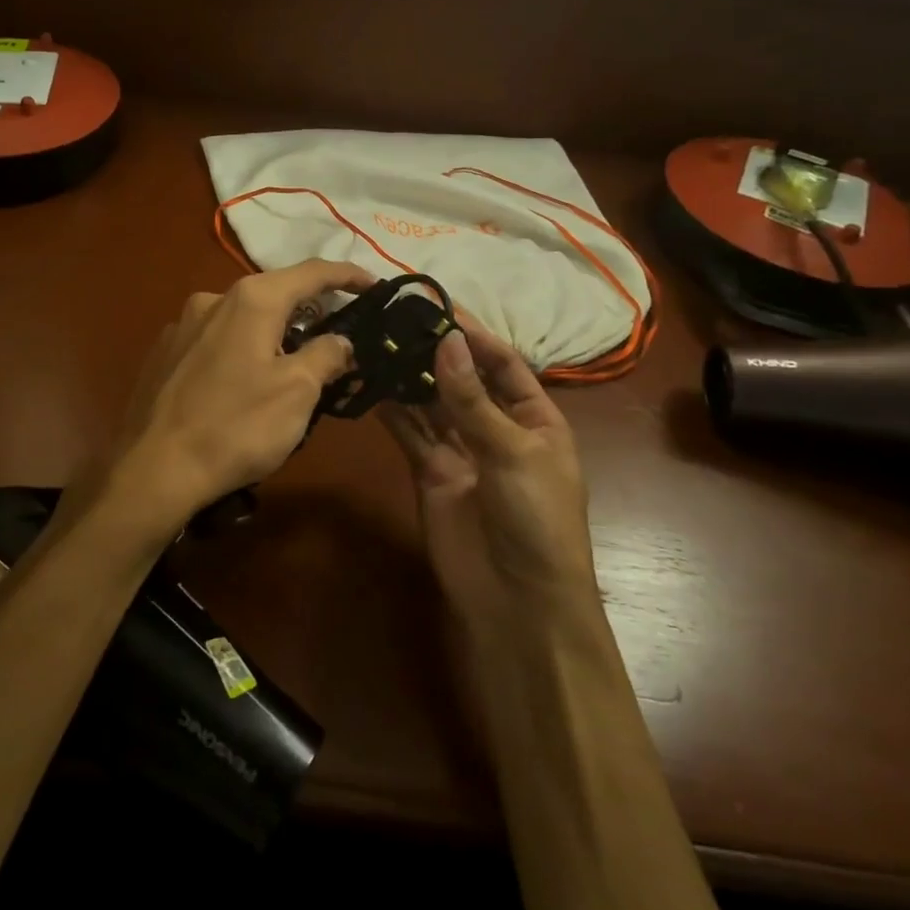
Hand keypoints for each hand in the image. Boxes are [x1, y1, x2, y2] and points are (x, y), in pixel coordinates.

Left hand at [92, 259, 375, 545]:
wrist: (153, 469)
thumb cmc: (236, 426)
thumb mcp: (298, 392)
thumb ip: (326, 355)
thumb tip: (340, 339)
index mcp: (251, 299)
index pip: (312, 272)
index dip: (348, 275)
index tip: (375, 286)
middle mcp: (213, 299)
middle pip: (275, 293)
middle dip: (310, 310)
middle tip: (338, 336)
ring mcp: (182, 325)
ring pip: (243, 318)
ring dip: (273, 333)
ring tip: (291, 367)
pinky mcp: (164, 353)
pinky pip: (216, 340)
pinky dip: (240, 350)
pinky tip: (242, 384)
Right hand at [381, 320, 594, 618]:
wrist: (518, 603)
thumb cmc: (537, 519)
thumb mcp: (513, 452)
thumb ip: (473, 399)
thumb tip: (447, 340)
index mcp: (536, 419)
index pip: (503, 365)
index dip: (474, 336)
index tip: (438, 307)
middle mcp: (497, 429)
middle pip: (464, 381)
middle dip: (436, 353)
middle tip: (398, 320)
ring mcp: (462, 451)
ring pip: (432, 404)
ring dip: (411, 377)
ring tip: (380, 342)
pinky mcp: (431, 473)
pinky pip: (411, 434)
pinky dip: (393, 411)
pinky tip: (372, 384)